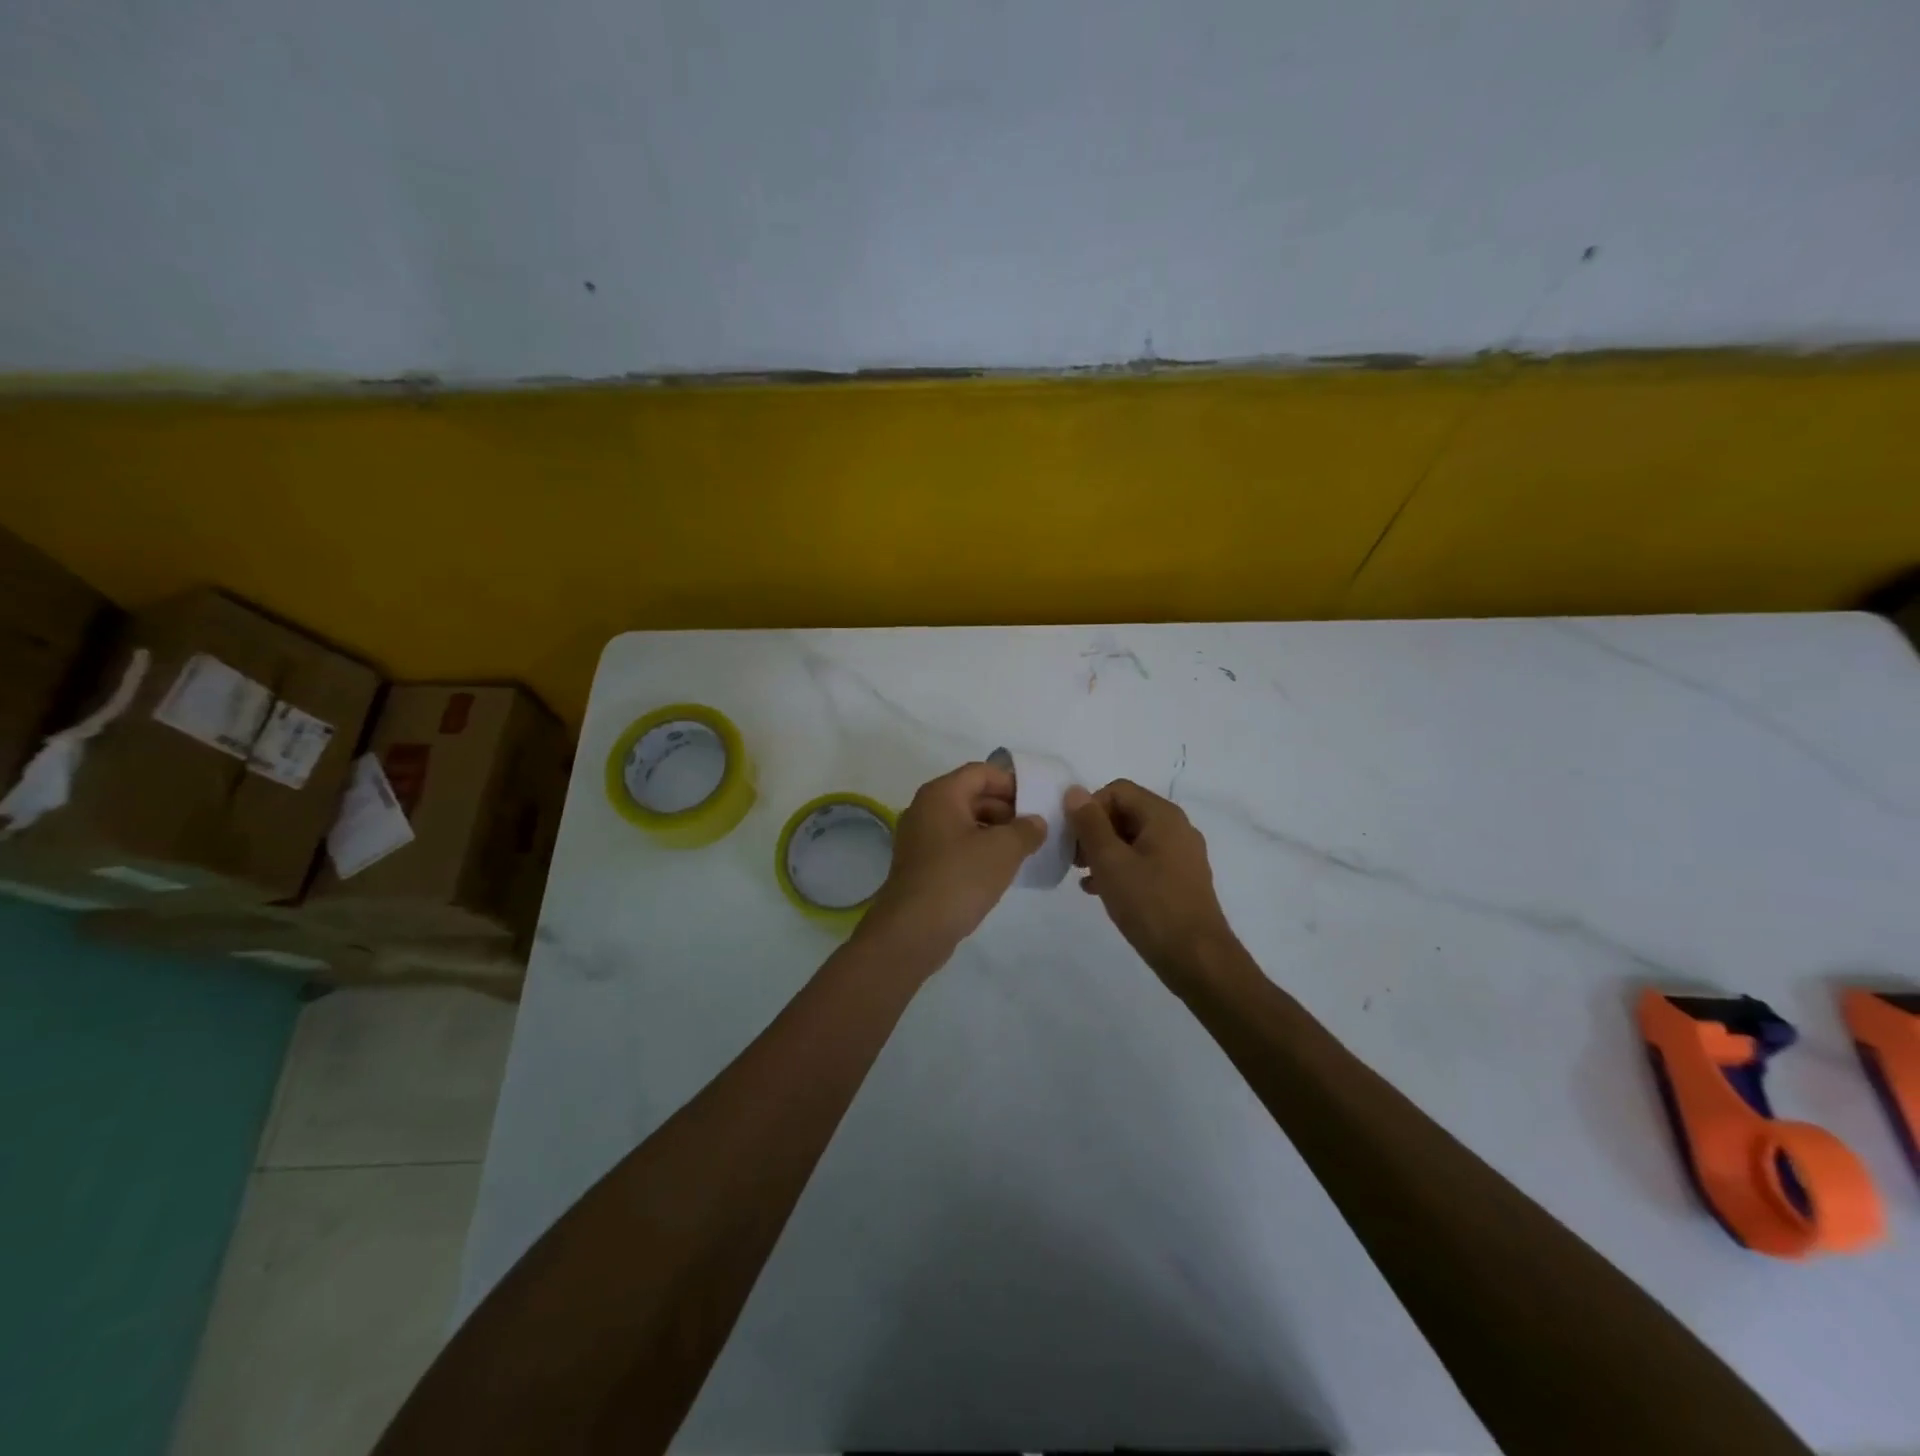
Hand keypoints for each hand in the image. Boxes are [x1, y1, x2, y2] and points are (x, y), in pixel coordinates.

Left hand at [857, 762, 1046, 972]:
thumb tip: (1036, 822)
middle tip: (1035, 828)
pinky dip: (978, 850)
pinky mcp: (921, 865)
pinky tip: (1000, 869)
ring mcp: (920, 838)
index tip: (1038, 802)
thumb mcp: (1003, 850)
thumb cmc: (960, 878)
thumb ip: (1026, 830)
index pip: (982, 772)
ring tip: (1024, 850)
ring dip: (994, 831)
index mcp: (941, 794)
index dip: (1012, 783)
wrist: (913, 930)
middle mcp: (925, 808)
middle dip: (1006, 809)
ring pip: (964, 822)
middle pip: (972, 795)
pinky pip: (955, 845)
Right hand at [1066, 779, 1240, 988]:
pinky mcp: (1180, 879)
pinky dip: (1121, 868)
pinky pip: (1144, 860)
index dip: (1089, 808)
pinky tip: (1100, 890)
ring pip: (1133, 838)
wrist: (1196, 958)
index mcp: (1162, 816)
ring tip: (1083, 875)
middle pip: (1126, 812)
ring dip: (1104, 851)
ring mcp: (1181, 855)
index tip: (1073, 838)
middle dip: (1095, 830)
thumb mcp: (1110, 861)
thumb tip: (1074, 791)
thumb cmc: (1150, 904)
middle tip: (1074, 858)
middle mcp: (1176, 828)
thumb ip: (1090, 824)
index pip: (1117, 790)